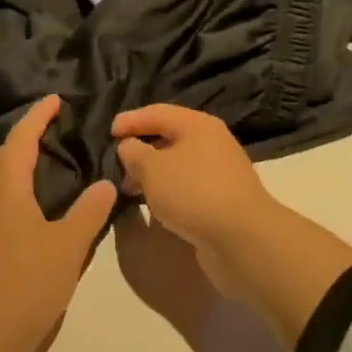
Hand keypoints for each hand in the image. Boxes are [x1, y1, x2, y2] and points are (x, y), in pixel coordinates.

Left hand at [0, 96, 117, 351]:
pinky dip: (16, 185)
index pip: (22, 137)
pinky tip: (34, 201)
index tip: (56, 99)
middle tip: (57, 127)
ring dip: (20, 161)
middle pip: (5, 153)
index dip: (39, 116)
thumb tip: (105, 181)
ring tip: (50, 159)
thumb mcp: (67, 248)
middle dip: (28, 135)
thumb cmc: (25, 286)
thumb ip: (89, 211)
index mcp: (4, 187)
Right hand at [112, 105, 274, 289]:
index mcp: (198, 124)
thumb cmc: (193, 192)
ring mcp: (220, 172)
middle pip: (169, 137)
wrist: (243, 239)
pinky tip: (154, 207)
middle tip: (116, 166)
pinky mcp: (222, 200)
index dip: (131, 120)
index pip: (157, 112)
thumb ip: (134, 153)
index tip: (108, 132)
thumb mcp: (152, 169)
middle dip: (141, 150)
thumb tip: (129, 146)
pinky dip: (168, 192)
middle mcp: (212, 142)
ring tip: (130, 189)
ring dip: (153, 174)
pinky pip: (187, 187)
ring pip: (178, 165)